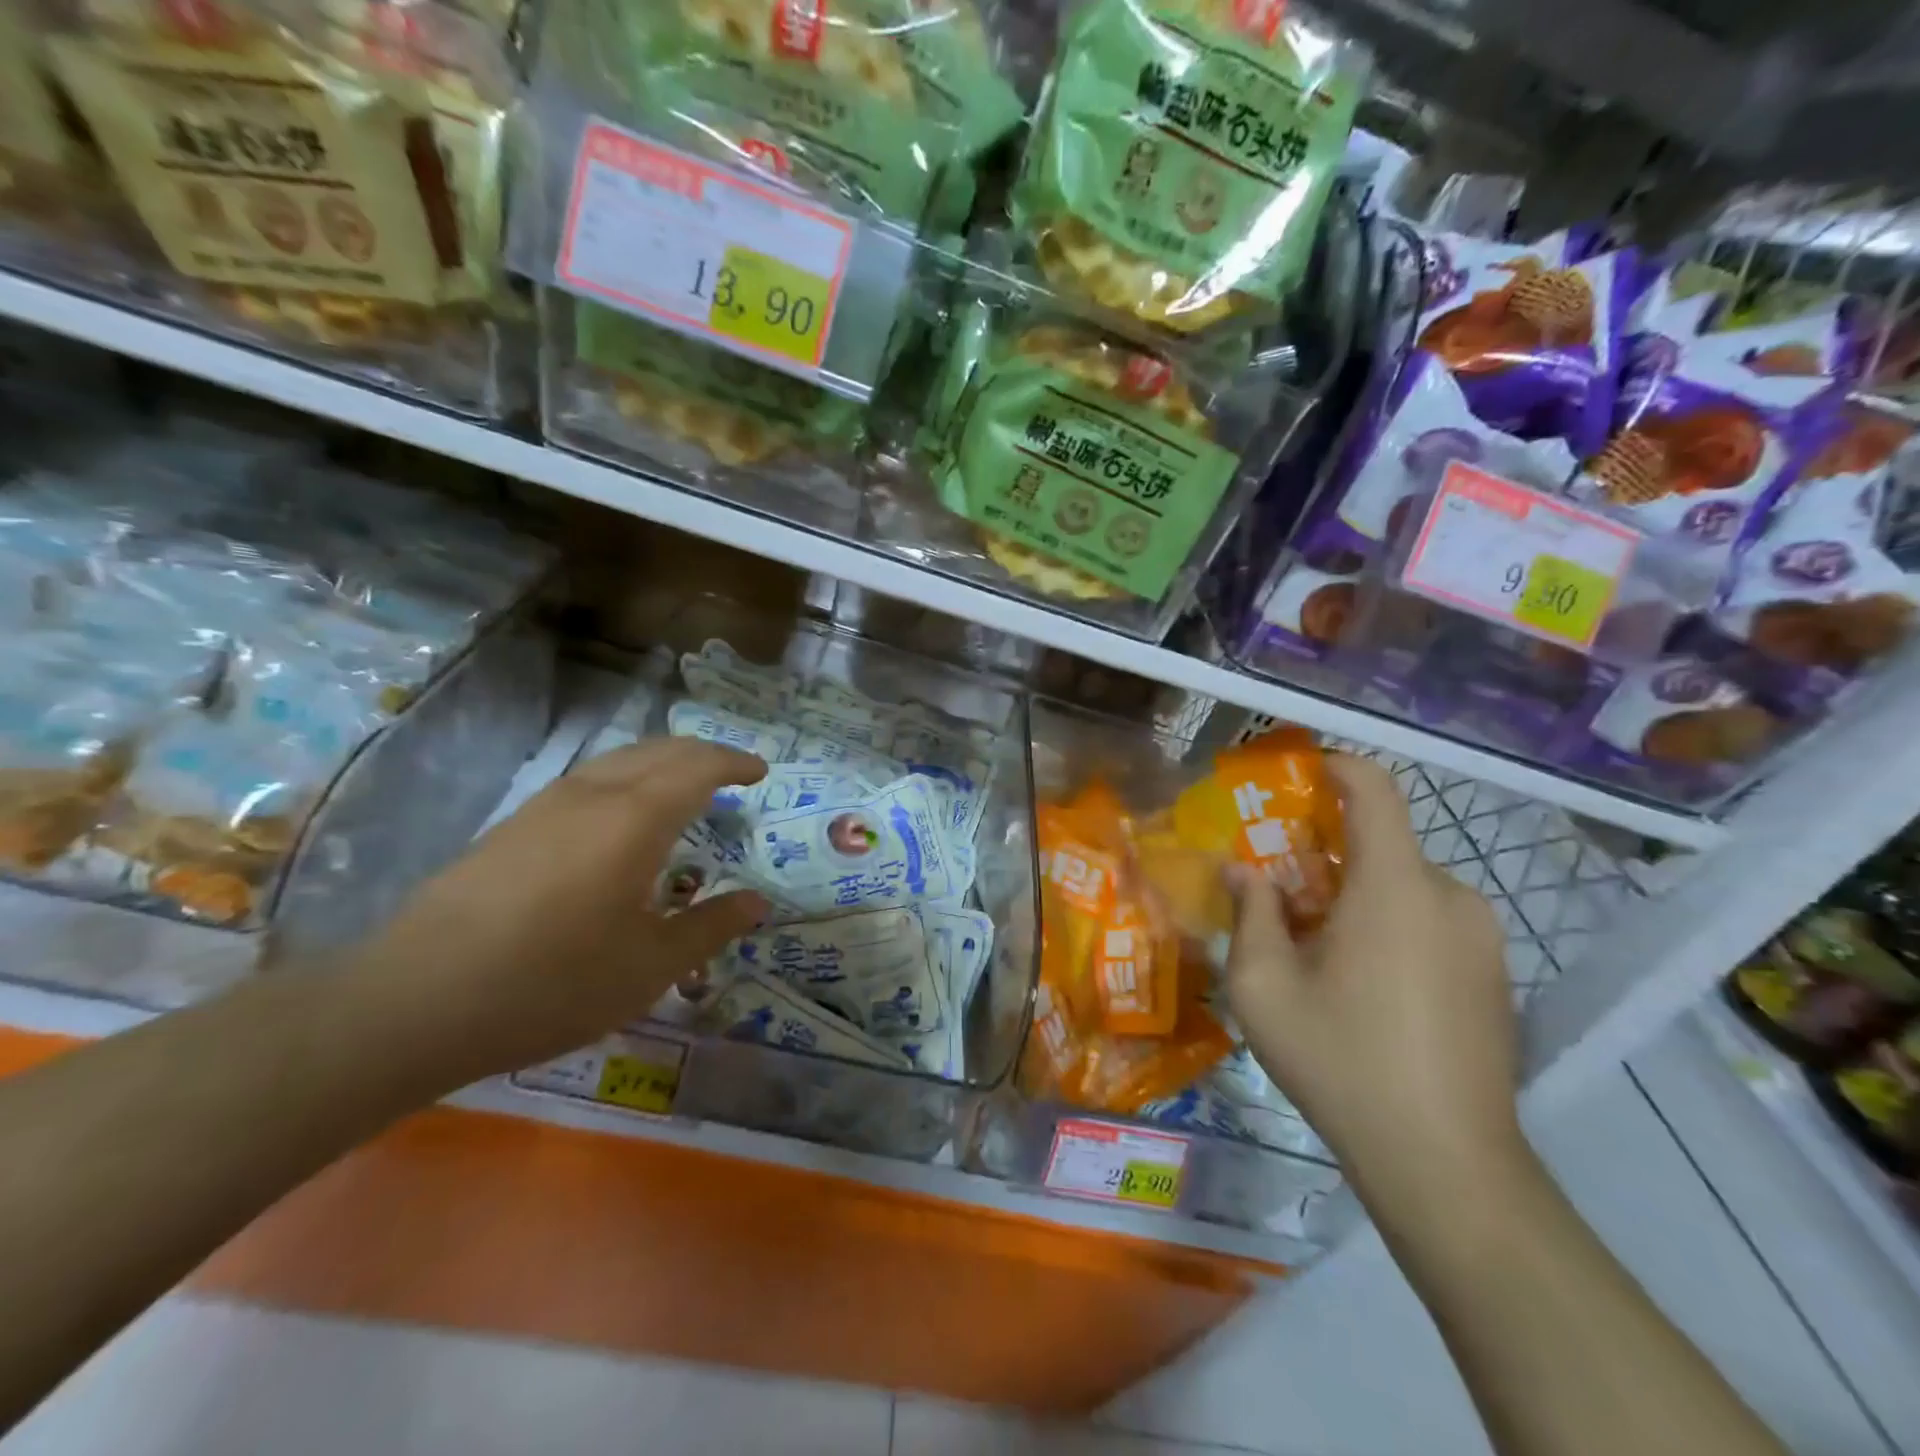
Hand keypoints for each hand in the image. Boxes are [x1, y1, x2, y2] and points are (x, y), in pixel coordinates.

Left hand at [344, 739, 769, 1088]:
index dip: (734, 762)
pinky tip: (618, 823)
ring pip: (617, 761)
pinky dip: (624, 782)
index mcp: (636, 819)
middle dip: (702, 754)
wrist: (416, 1002)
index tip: (760, 772)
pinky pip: (586, 782)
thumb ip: (710, 927)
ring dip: (660, 764)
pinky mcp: (511, 826)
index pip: (698, 765)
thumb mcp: (650, 966)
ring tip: (681, 792)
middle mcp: (593, 795)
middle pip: (658, 750)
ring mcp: (544, 806)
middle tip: (729, 776)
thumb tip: (756, 903)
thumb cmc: (553, 983)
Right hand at [1223, 754, 1520, 1200]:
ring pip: (1405, 887)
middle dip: (1325, 853)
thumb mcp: (1264, 987)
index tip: (1295, 776)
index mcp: (1396, 887)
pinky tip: (1362, 985)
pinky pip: (1431, 922)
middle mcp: (1450, 898)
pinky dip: (1389, 926)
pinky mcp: (1495, 976)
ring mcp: (1482, 939)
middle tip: (1278, 889)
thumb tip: (1242, 871)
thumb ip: (1250, 914)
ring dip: (1356, 896)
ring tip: (1314, 947)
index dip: (1336, 768)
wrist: (1447, 1165)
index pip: (1375, 791)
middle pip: (1382, 845)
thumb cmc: (1342, 1061)